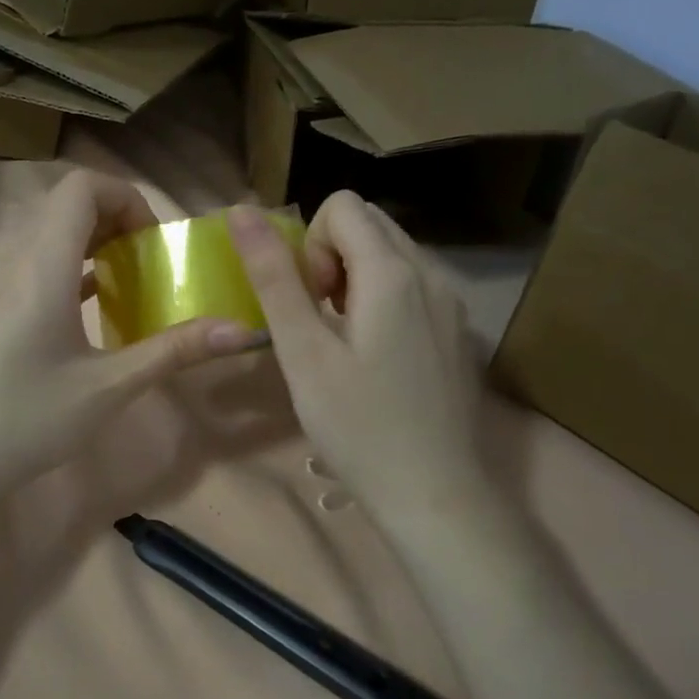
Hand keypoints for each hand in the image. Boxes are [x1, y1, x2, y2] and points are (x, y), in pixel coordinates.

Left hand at [0, 172, 264, 499]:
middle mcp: (17, 260)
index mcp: (43, 264)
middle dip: (117, 220)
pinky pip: (39, 265)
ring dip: (95, 245)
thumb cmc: (26, 419)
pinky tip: (96, 311)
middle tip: (150, 265)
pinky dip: (74, 269)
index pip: (82, 186)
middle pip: (67, 205)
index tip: (154, 244)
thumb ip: (174, 351)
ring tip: (130, 286)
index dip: (126, 198)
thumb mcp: (109, 386)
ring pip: (51, 235)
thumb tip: (241, 331)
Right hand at [229, 192, 490, 528]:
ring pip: (392, 254)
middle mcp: (431, 273)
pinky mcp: (457, 330)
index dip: (311, 243)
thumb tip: (241, 211)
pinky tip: (374, 357)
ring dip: (354, 278)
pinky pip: (412, 285)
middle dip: (331, 256)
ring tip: (343, 340)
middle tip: (320, 320)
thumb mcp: (302, 352)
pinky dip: (382, 299)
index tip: (309, 301)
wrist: (434, 494)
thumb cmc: (358, 426)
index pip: (343, 205)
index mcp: (393, 272)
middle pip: (369, 224)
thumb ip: (273, 277)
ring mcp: (451, 303)